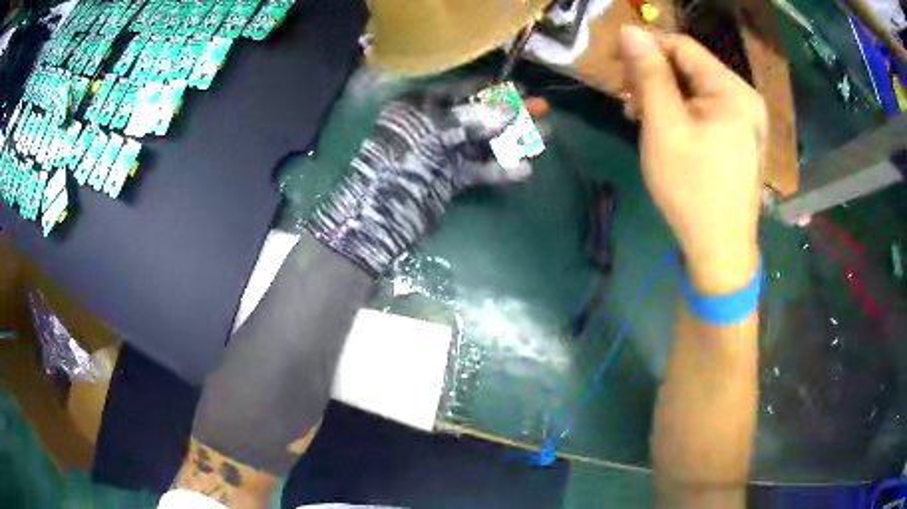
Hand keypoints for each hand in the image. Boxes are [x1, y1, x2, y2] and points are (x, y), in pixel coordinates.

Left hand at [305, 82, 531, 276]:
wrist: (379, 216)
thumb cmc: (400, 162)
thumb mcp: (434, 132)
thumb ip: (472, 119)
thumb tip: (510, 109)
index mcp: (419, 105)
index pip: (461, 90)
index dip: (492, 89)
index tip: (522, 89)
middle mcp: (431, 125)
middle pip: (478, 115)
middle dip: (510, 114)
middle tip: (542, 112)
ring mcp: (442, 153)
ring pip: (483, 142)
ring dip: (512, 140)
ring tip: (544, 137)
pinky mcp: (450, 179)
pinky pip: (479, 169)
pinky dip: (500, 169)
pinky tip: (523, 169)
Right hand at [618, 26, 765, 292]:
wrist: (721, 251)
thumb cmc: (692, 190)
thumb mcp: (664, 127)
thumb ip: (649, 74)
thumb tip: (631, 31)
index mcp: (732, 91)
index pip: (681, 46)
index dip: (645, 49)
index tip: (615, 67)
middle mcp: (746, 98)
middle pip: (691, 67)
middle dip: (655, 76)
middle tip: (627, 101)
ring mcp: (748, 120)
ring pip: (697, 88)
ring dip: (666, 94)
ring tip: (642, 118)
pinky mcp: (743, 137)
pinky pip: (708, 109)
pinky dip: (683, 111)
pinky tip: (668, 129)